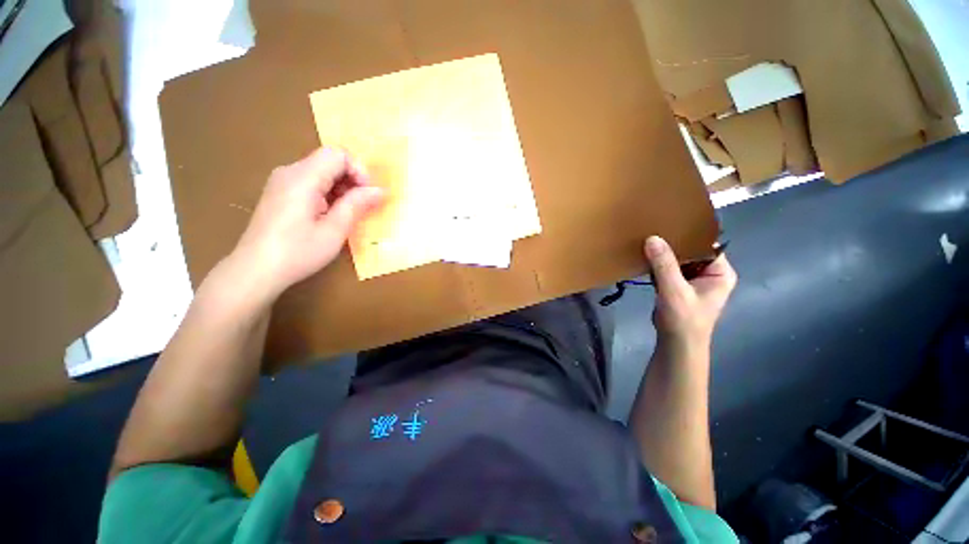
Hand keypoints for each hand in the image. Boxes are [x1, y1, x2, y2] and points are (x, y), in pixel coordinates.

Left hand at [228, 147, 383, 299]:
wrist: (255, 270)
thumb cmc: (298, 252)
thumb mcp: (334, 230)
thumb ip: (357, 204)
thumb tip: (380, 190)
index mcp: (303, 178)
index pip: (337, 154)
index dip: (359, 170)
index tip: (367, 195)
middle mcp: (289, 172)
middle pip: (329, 161)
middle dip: (352, 180)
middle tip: (361, 208)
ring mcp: (281, 182)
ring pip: (321, 171)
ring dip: (341, 188)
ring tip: (346, 215)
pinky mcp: (279, 192)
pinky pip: (310, 182)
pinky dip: (328, 194)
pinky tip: (329, 216)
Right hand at [644, 236, 736, 351]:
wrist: (676, 344)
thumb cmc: (684, 319)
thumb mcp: (674, 290)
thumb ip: (664, 264)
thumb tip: (652, 238)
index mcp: (720, 272)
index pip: (707, 245)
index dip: (689, 234)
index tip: (669, 223)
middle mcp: (709, 273)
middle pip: (691, 251)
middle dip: (673, 244)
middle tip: (653, 229)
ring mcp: (693, 280)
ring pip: (678, 260)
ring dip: (663, 254)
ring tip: (647, 239)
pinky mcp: (679, 286)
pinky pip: (668, 269)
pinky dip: (658, 264)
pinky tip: (645, 257)